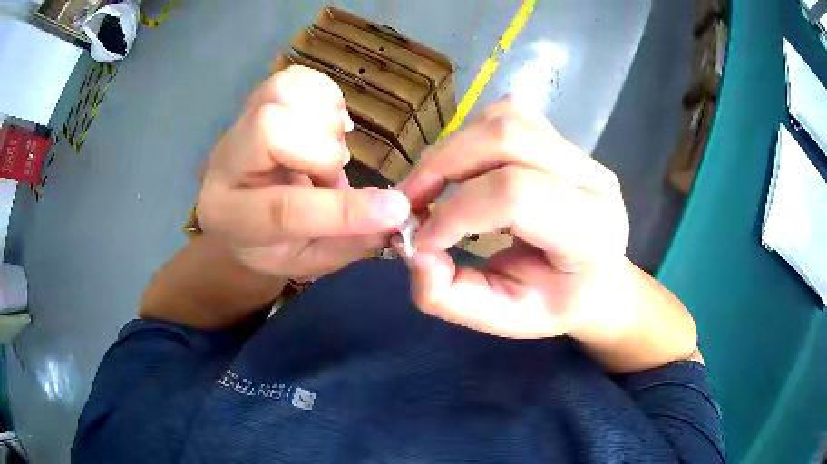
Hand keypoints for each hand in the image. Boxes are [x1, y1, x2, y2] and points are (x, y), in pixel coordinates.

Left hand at [197, 66, 409, 278]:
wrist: (240, 210)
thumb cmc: (274, 242)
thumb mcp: (309, 260)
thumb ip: (350, 241)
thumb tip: (400, 212)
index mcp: (231, 218)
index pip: (281, 210)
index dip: (341, 210)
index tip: (396, 209)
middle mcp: (223, 163)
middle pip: (270, 129)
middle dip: (324, 150)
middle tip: (333, 175)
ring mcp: (237, 123)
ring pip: (284, 93)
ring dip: (325, 121)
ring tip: (327, 149)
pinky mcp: (256, 98)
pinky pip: (297, 77)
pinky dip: (326, 97)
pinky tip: (325, 125)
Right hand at [398, 98, 630, 338]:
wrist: (595, 281)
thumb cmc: (555, 303)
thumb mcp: (502, 319)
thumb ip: (449, 296)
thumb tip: (411, 249)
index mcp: (591, 231)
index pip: (518, 195)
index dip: (456, 213)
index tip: (420, 240)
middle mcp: (593, 179)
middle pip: (508, 137)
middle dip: (443, 165)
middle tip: (411, 202)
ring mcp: (579, 153)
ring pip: (505, 118)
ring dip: (454, 148)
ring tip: (433, 187)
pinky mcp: (561, 139)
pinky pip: (507, 114)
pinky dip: (470, 136)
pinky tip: (463, 170)